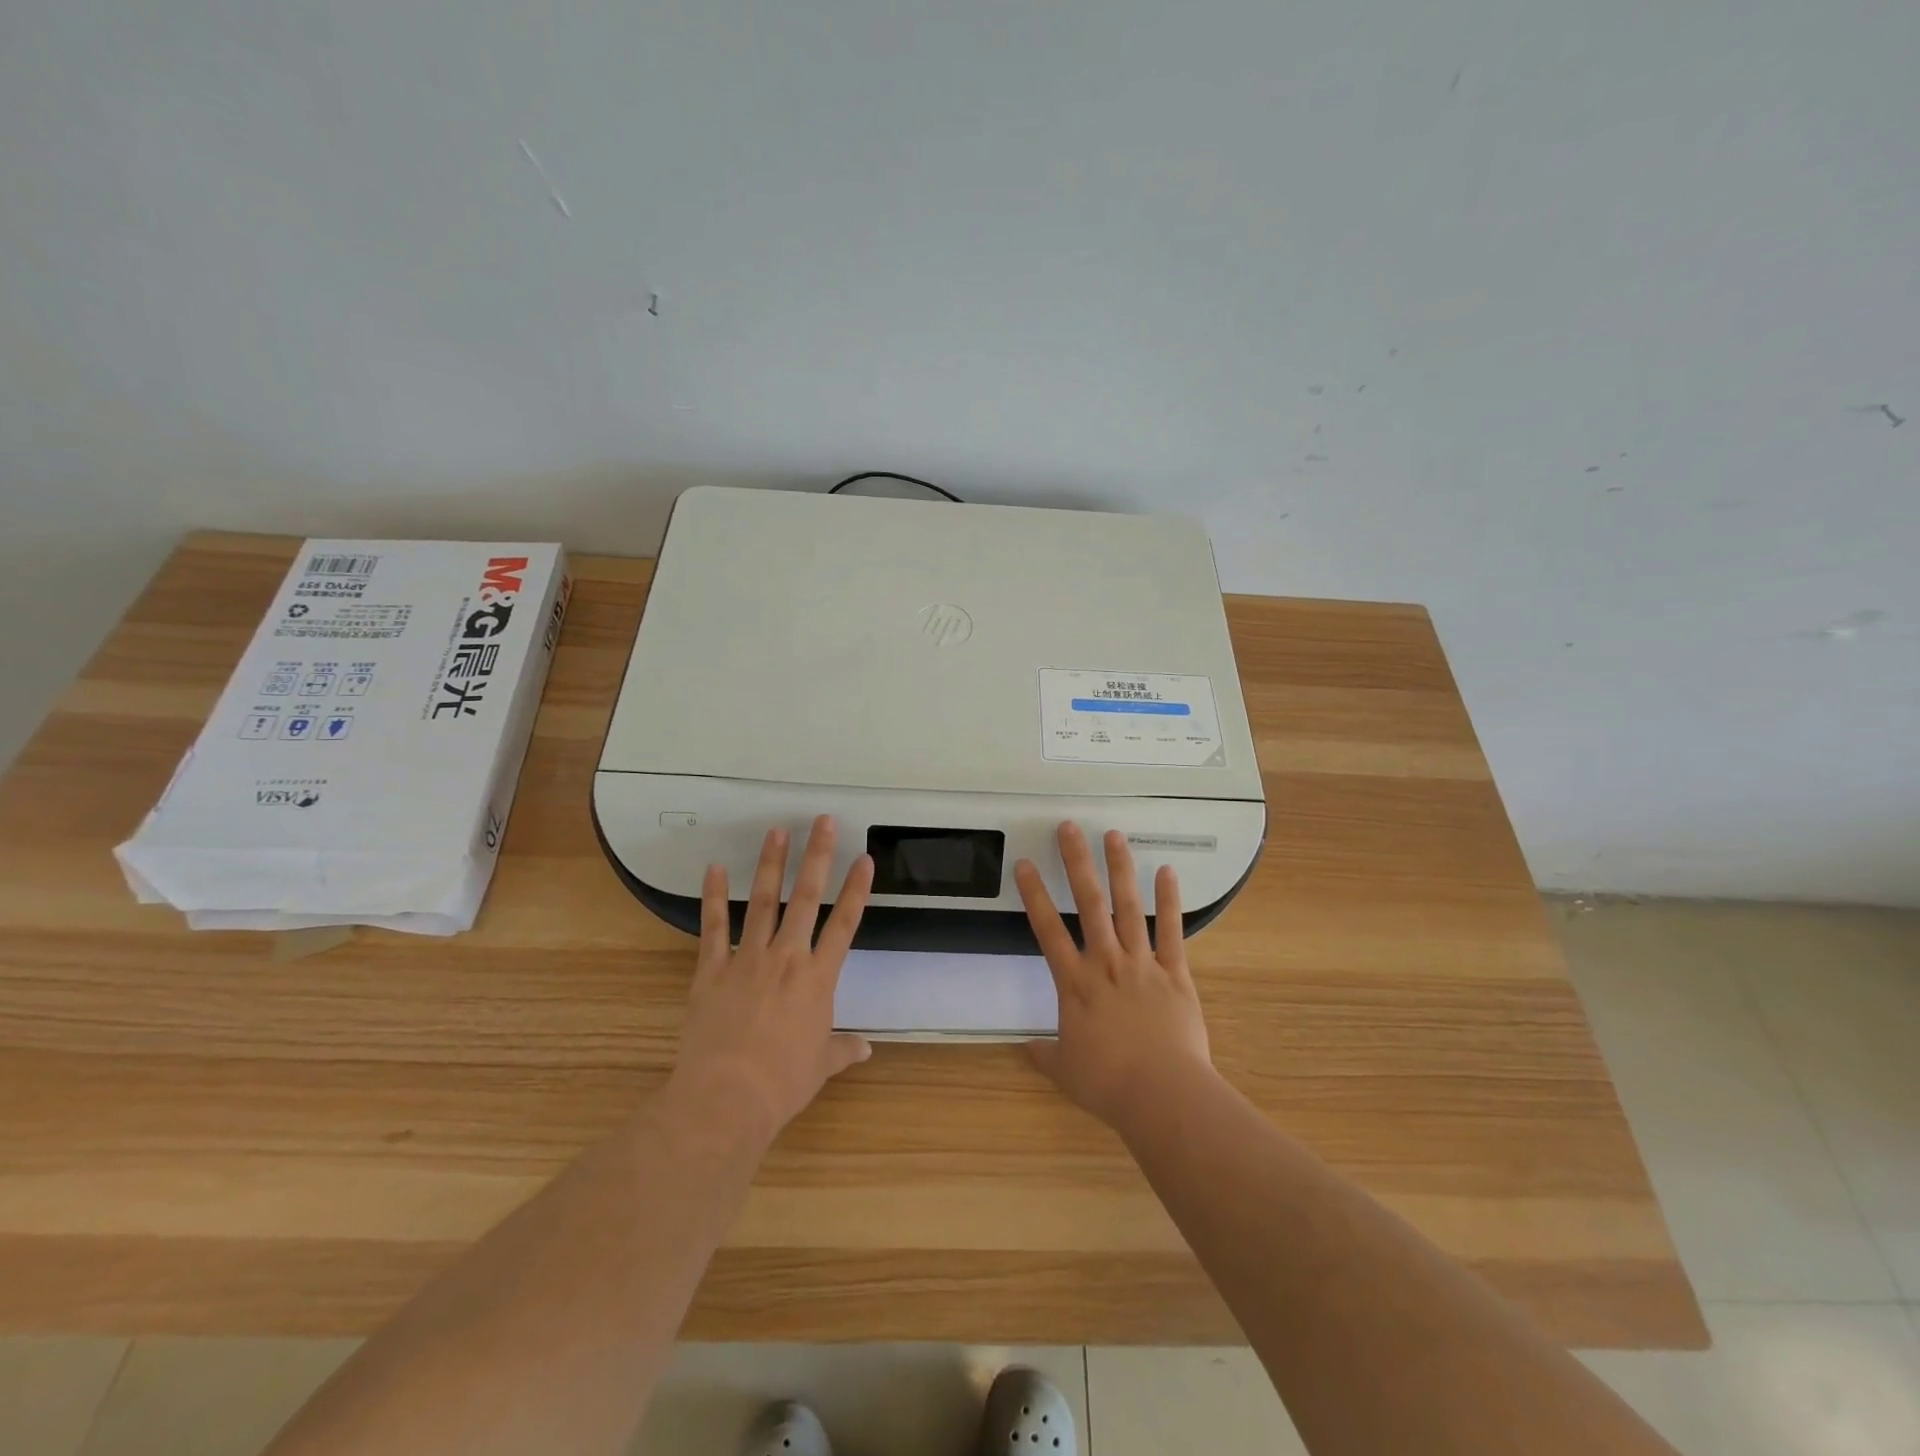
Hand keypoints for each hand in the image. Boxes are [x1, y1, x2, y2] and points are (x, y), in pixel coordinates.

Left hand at [668, 816, 874, 1142]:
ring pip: (763, 902)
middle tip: (822, 822)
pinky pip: (714, 926)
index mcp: (818, 979)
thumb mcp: (820, 1067)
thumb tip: (866, 1049)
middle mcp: (787, 958)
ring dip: (771, 865)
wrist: (727, 1098)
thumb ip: (842, 1050)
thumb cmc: (782, 1083)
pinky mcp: (713, 969)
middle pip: (806, 899)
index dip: (856, 890)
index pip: (844, 925)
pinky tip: (715, 868)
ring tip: (777, 832)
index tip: (863, 859)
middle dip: (816, 857)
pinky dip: (713, 897)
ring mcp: (748, 959)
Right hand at [1015, 822, 1213, 1128]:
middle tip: (1070, 828)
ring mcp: (1142, 963)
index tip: (1025, 864)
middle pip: (1089, 903)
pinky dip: (1170, 901)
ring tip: (1114, 835)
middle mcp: (1106, 962)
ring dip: (1120, 869)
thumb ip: (1044, 1054)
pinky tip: (1167, 872)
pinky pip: (1172, 931)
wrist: (1163, 1094)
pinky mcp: (1175, 973)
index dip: (1034, 895)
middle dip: (1077, 862)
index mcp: (1075, 983)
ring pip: (1128, 907)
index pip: (1048, 930)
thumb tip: (1024, 1048)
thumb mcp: (1066, 1071)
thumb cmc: (1108, 1083)